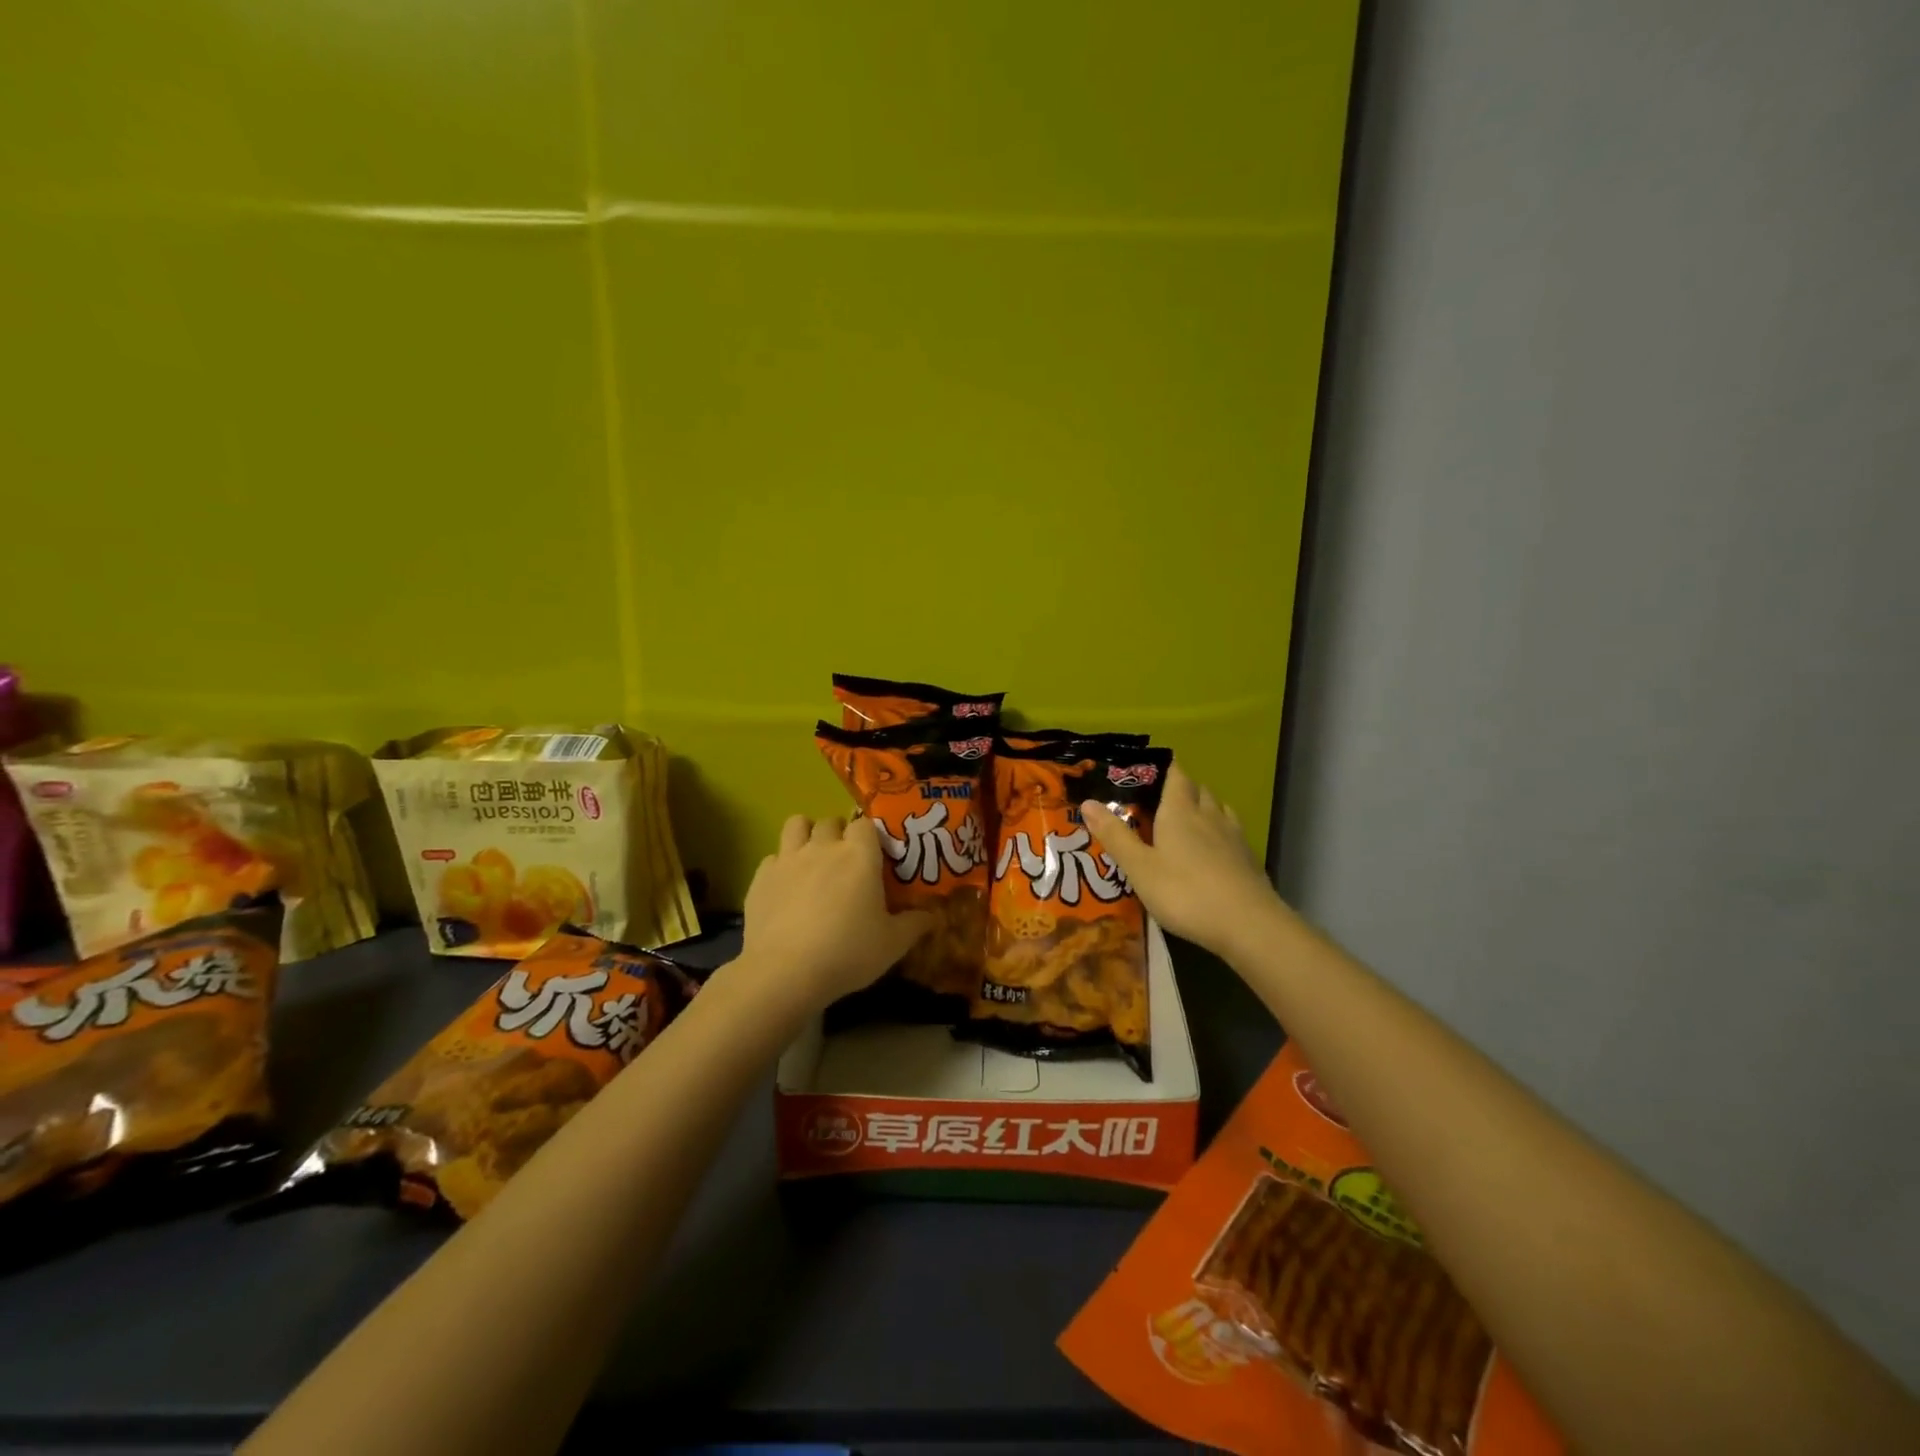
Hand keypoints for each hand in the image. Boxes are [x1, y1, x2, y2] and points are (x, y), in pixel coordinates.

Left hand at [739, 814, 933, 1009]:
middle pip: (831, 821)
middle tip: (845, 860)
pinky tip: (786, 889)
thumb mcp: (892, 945)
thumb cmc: (847, 952)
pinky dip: (781, 865)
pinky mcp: (761, 877)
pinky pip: (773, 857)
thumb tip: (933, 916)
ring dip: (806, 834)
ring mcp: (788, 859)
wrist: (784, 972)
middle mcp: (823, 847)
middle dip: (839, 833)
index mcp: (859, 856)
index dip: (870, 836)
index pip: (865, 824)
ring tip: (812, 859)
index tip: (874, 856)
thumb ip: (914, 925)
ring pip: (796, 824)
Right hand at [1081, 762, 1280, 960]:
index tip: (1148, 768)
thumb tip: (1087, 802)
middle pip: (1197, 790)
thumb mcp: (1140, 868)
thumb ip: (1115, 835)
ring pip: (1218, 809)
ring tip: (1187, 820)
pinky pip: (1232, 833)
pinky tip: (1213, 850)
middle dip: (1181, 788)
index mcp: (1180, 811)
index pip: (1175, 776)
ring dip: (1203, 808)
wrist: (1248, 924)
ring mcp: (1233, 836)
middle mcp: (1209, 815)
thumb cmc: (1185, 892)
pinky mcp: (1249, 859)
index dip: (1164, 768)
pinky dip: (1219, 832)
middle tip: (1159, 799)